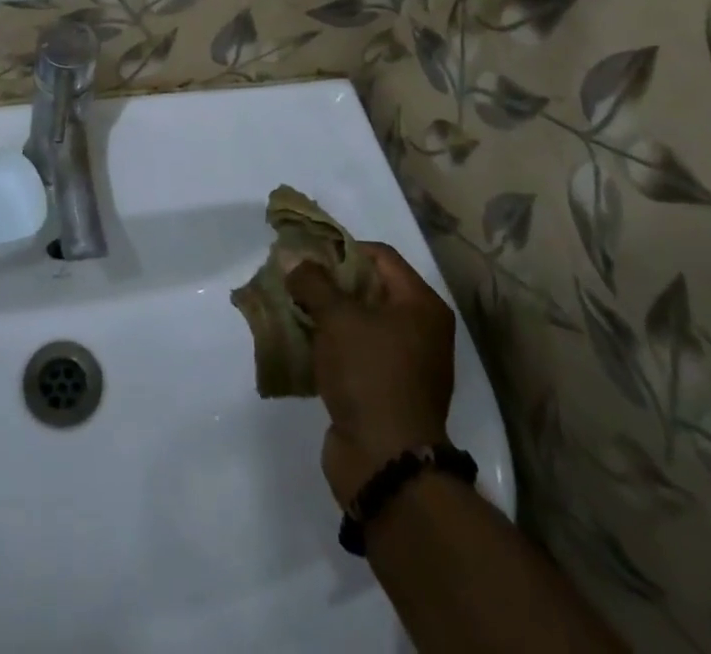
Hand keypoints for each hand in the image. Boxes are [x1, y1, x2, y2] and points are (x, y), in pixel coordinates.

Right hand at [286, 242, 456, 508]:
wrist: (385, 462)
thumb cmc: (369, 375)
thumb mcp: (337, 318)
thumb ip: (313, 281)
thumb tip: (293, 258)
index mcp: (421, 305)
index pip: (380, 256)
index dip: (342, 248)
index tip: (307, 252)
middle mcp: (419, 330)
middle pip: (368, 288)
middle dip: (328, 281)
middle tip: (293, 277)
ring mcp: (404, 363)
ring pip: (357, 322)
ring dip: (324, 313)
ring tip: (289, 306)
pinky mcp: (384, 391)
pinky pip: (353, 353)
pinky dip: (328, 344)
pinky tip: (299, 341)